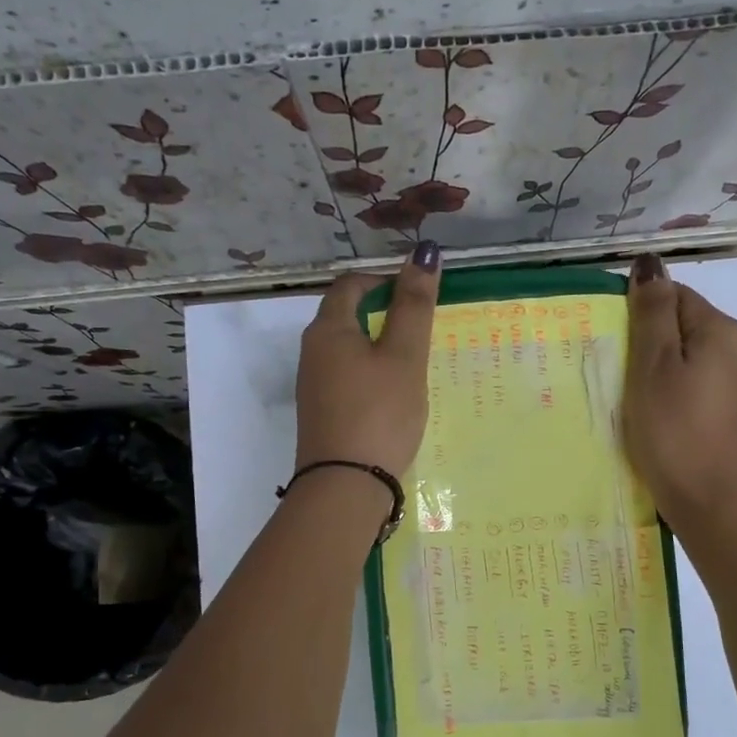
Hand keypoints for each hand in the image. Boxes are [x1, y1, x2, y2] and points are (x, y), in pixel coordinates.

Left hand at [294, 241, 442, 478]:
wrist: (345, 486)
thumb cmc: (379, 412)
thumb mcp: (404, 357)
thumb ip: (415, 306)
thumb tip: (423, 251)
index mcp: (328, 330)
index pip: (351, 285)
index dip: (384, 280)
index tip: (417, 295)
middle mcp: (312, 352)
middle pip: (345, 315)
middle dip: (383, 312)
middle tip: (421, 329)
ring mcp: (313, 386)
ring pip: (347, 349)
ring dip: (378, 345)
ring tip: (413, 362)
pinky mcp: (322, 413)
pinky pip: (347, 377)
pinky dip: (371, 373)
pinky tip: (393, 395)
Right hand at [622, 254, 736, 529]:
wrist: (708, 501)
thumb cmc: (673, 430)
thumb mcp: (653, 366)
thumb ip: (652, 313)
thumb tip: (650, 263)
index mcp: (721, 331)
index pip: (674, 295)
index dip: (639, 314)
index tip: (615, 345)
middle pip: (682, 326)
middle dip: (648, 342)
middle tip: (618, 373)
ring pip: (687, 357)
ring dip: (657, 369)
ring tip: (631, 396)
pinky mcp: (729, 412)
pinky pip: (694, 384)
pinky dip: (672, 390)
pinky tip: (655, 414)